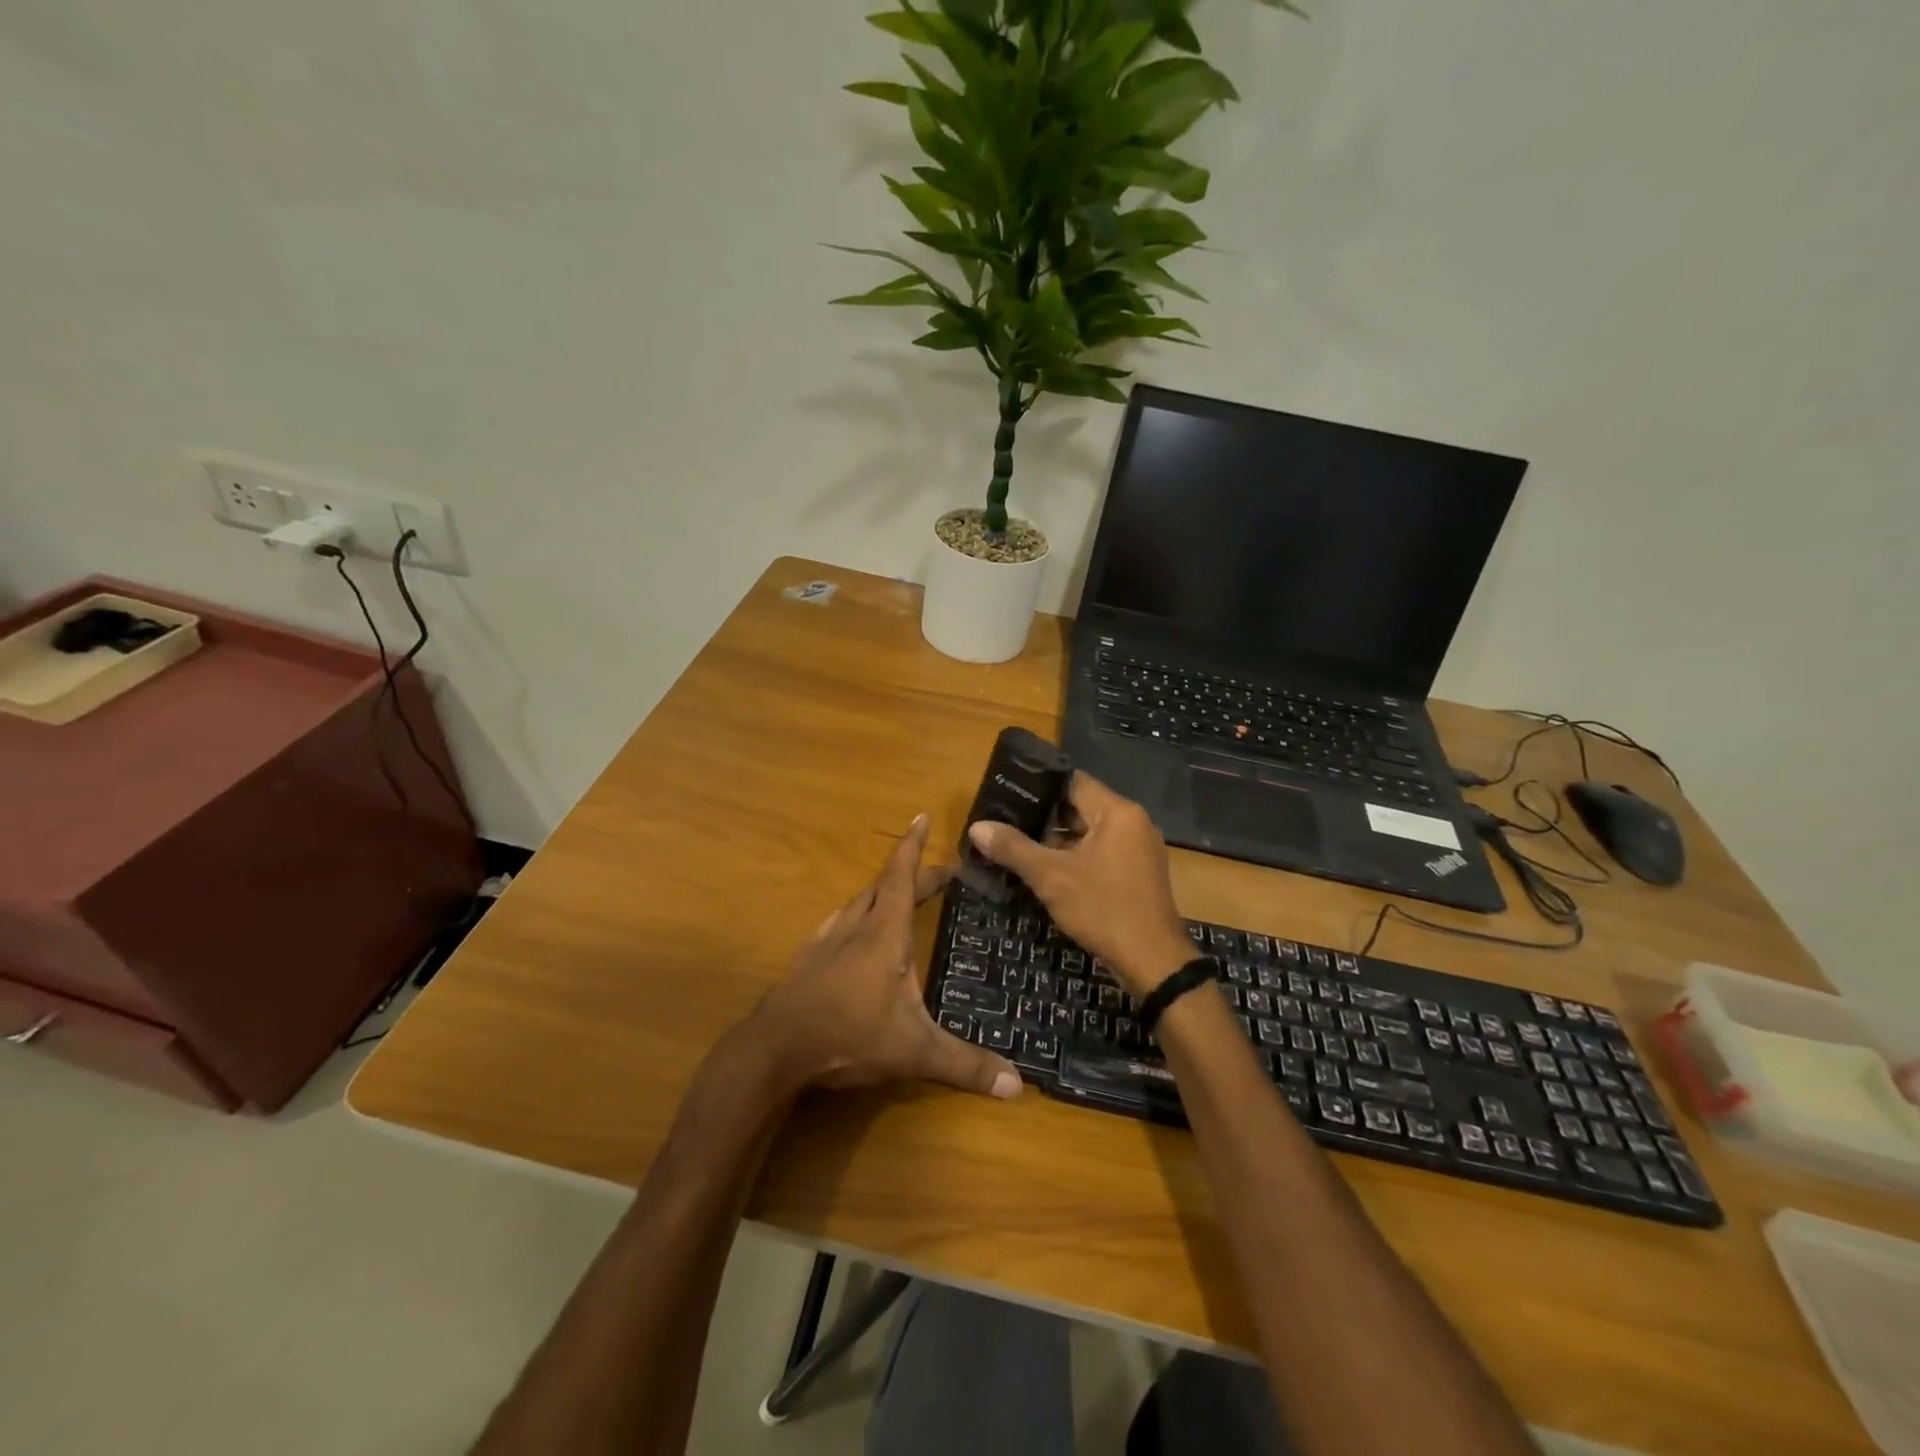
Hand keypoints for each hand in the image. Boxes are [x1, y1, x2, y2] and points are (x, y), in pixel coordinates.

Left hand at [749, 815, 1022, 1100]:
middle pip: (886, 887)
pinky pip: (839, 923)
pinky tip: (853, 930)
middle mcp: (856, 927)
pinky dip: (856, 916)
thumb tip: (1017, 1084)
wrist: (775, 1048)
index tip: (920, 816)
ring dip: (883, 892)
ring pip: (859, 903)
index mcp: (884, 934)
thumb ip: (965, 1065)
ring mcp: (827, 942)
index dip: (913, 847)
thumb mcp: (914, 1052)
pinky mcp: (809, 960)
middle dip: (913, 874)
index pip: (902, 877)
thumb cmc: (849, 1035)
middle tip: (941, 874)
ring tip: (900, 896)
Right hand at [967, 774, 1194, 997]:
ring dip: (1059, 839)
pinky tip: (1048, 870)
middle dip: (1044, 816)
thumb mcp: (1051, 878)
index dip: (1039, 786)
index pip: (1073, 781)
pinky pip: (1102, 852)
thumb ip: (1013, 848)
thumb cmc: (1103, 909)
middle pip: (1081, 806)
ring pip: (1091, 832)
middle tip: (1007, 821)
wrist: (1153, 962)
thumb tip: (977, 827)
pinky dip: (1077, 857)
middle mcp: (1133, 822)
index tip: (1009, 793)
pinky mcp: (1138, 872)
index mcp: (1117, 812)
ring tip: (1019, 844)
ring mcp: (1139, 848)